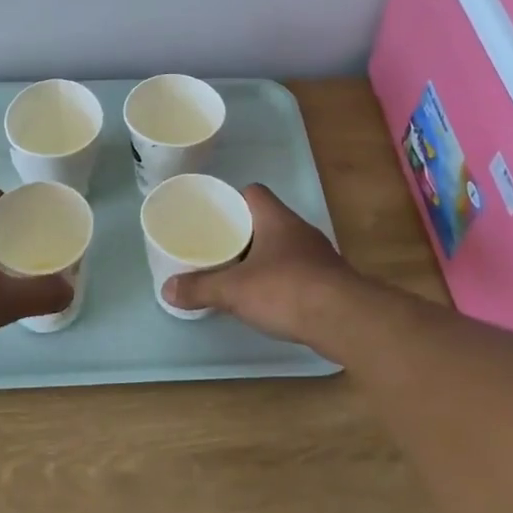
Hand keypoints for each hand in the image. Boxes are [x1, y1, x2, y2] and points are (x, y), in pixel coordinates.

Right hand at [163, 184, 358, 345]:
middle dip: (243, 232)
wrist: (346, 320)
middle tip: (217, 246)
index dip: (232, 199)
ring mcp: (318, 256)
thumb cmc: (287, 290)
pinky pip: (297, 271)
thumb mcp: (234, 290)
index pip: (253, 192)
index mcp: (276, 219)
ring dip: (263, 257)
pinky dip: (281, 280)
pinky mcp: (329, 281)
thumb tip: (167, 290)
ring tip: (237, 273)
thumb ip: (201, 288)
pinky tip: (267, 298)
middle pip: (266, 220)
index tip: (213, 216)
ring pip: (283, 247)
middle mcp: (299, 230)